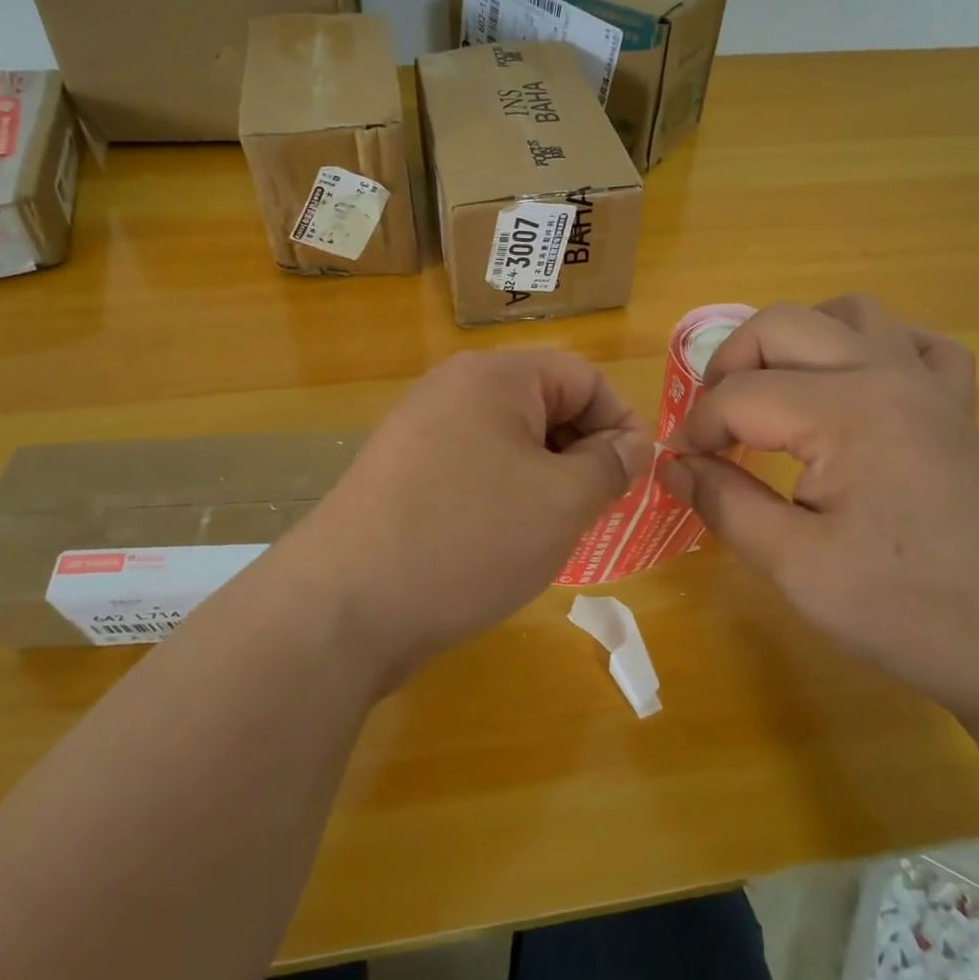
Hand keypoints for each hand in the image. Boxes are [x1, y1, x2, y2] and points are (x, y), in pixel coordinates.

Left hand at [297, 350, 649, 684]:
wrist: (345, 604)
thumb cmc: (470, 538)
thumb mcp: (562, 502)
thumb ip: (610, 465)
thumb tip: (633, 444)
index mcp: (496, 375)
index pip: (584, 377)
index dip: (620, 425)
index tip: (632, 481)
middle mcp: (454, 387)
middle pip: (545, 404)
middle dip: (581, 454)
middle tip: (592, 512)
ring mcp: (420, 428)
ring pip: (509, 441)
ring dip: (544, 478)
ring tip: (549, 532)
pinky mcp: (401, 470)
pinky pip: (473, 466)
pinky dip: (502, 494)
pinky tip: (499, 542)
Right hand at [658, 296, 978, 721]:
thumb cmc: (910, 611)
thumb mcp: (797, 568)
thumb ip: (724, 504)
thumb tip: (672, 466)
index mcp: (846, 410)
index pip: (739, 395)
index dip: (697, 429)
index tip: (684, 468)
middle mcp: (886, 373)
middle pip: (781, 324)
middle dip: (729, 366)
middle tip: (715, 424)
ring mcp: (929, 384)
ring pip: (849, 312)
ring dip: (798, 340)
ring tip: (777, 392)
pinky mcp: (957, 405)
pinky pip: (916, 342)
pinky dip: (875, 347)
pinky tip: (859, 387)